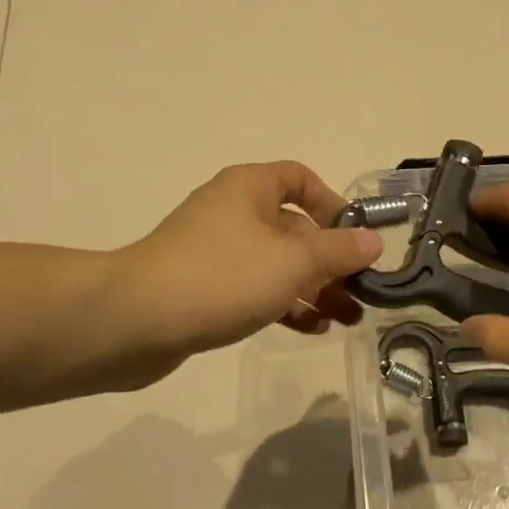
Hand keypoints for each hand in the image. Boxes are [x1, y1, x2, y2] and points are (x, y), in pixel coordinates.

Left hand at [101, 162, 381, 387]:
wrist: (135, 321)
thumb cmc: (222, 277)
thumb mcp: (293, 262)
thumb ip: (338, 251)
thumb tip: (374, 241)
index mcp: (250, 189)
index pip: (300, 178)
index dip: (332, 204)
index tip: (355, 238)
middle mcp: (232, 211)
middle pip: (293, 227)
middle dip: (329, 259)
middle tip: (360, 291)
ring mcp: (215, 251)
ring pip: (276, 263)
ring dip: (313, 288)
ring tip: (346, 317)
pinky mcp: (204, 287)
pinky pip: (254, 288)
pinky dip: (283, 303)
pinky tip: (311, 329)